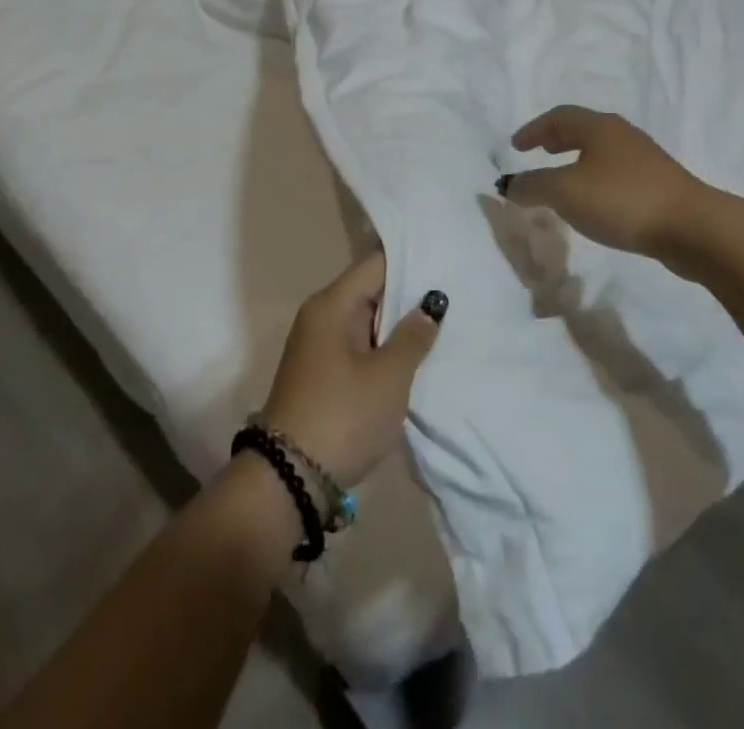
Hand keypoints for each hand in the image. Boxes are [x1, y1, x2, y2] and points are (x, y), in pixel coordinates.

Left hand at [261, 252, 443, 487]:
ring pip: (367, 320)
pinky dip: (384, 348)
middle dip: (409, 295)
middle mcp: (321, 315)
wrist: (289, 481)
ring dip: (398, 326)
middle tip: (455, 295)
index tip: (447, 262)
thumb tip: (430, 302)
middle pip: (371, 290)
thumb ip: (413, 335)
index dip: (411, 261)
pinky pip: (359, 346)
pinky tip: (414, 358)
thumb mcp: (388, 377)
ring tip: (444, 323)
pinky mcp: (322, 374)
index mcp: (332, 303)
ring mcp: (319, 345)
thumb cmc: (343, 417)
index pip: (376, 264)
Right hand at [505, 106, 706, 259]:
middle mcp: (622, 135)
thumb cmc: (622, 200)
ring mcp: (645, 160)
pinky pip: (616, 173)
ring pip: (601, 152)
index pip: (559, 117)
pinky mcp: (659, 185)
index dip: (533, 129)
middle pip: (582, 129)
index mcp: (599, 127)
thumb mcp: (566, 193)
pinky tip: (594, 203)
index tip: (515, 147)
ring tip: (562, 181)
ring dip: (576, 161)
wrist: (692, 228)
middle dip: (556, 140)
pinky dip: (595, 179)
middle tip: (538, 153)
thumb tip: (507, 184)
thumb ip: (532, 186)